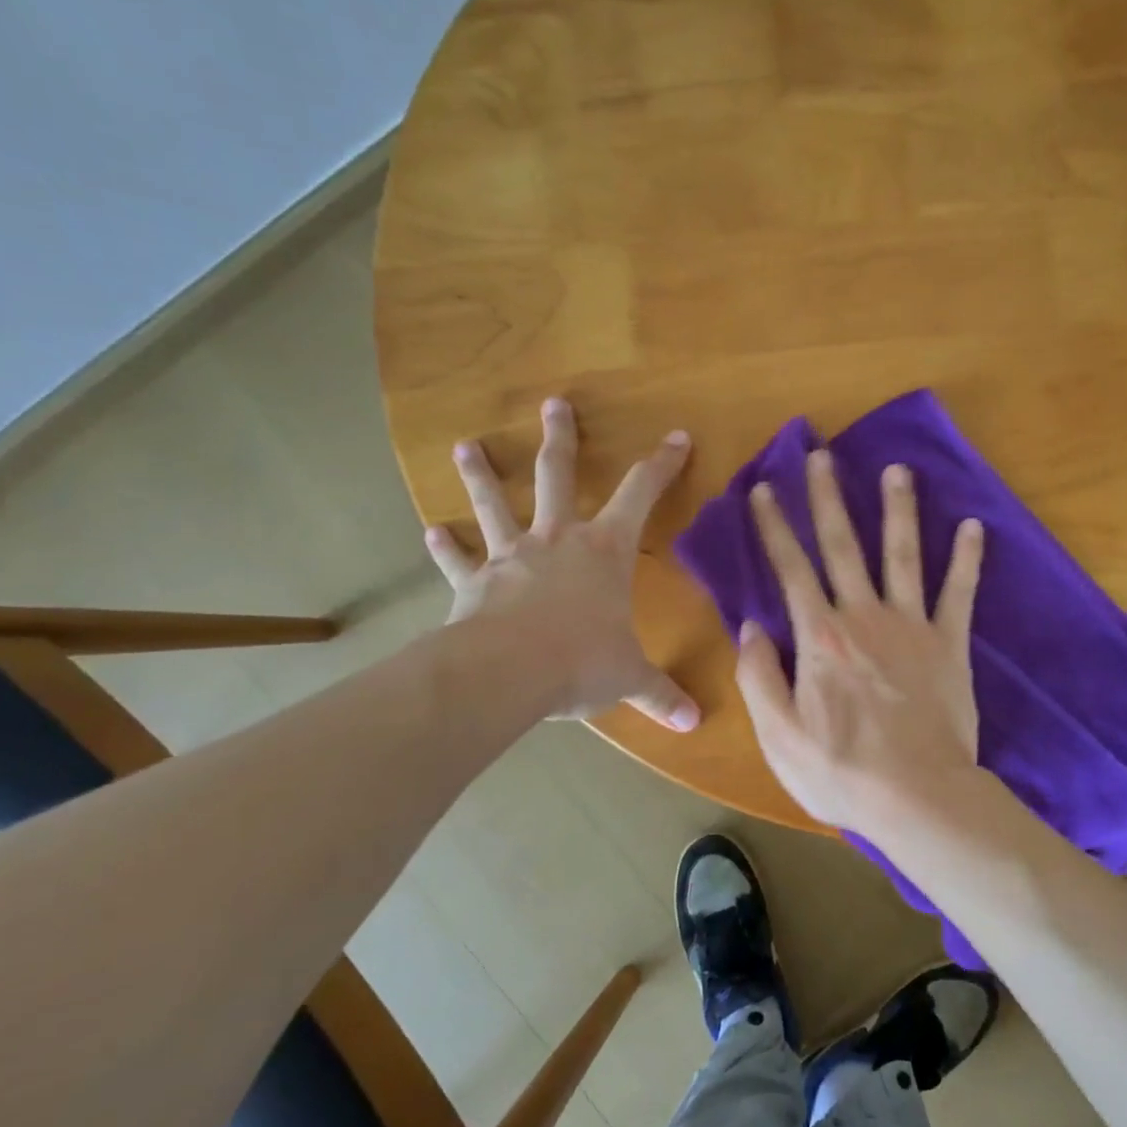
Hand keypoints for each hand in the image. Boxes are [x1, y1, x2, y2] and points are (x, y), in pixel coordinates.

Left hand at [424, 397, 700, 731]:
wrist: (507, 672)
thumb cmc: (581, 661)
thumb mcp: (629, 678)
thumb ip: (661, 694)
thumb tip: (695, 723)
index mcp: (605, 551)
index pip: (642, 494)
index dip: (662, 464)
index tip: (676, 436)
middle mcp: (558, 540)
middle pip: (558, 475)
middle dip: (560, 438)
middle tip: (552, 403)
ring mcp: (511, 557)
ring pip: (495, 505)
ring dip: (481, 475)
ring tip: (464, 446)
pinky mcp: (474, 584)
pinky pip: (458, 561)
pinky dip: (445, 549)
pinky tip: (431, 533)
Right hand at [735, 447, 984, 833]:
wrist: (918, 797)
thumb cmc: (841, 772)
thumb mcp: (778, 735)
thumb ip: (759, 676)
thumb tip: (750, 626)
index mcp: (820, 637)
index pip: (791, 569)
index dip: (773, 528)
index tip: (762, 490)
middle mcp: (864, 617)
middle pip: (844, 546)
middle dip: (829, 498)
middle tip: (822, 455)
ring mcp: (911, 626)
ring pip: (902, 554)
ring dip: (897, 509)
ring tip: (896, 469)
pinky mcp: (950, 644)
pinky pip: (959, 592)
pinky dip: (966, 559)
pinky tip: (973, 525)